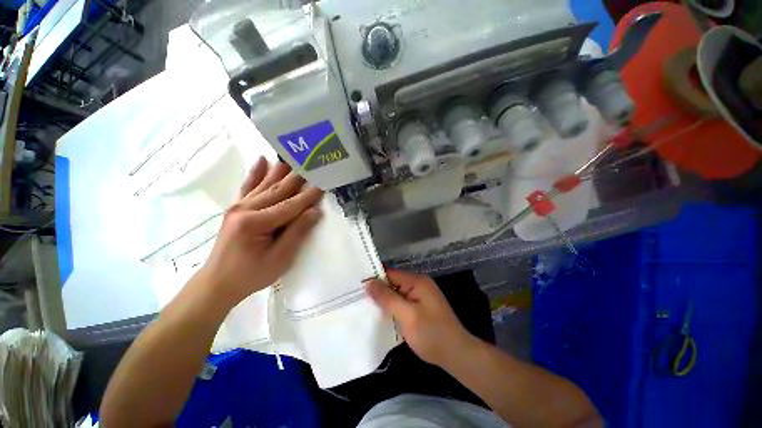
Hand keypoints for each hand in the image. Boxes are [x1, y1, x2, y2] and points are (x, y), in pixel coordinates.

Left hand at [200, 157, 322, 306]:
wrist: (217, 283)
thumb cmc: (250, 275)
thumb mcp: (279, 259)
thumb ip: (296, 233)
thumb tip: (314, 212)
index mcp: (255, 223)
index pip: (290, 206)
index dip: (309, 196)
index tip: (323, 183)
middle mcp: (245, 209)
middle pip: (278, 190)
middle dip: (298, 178)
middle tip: (312, 163)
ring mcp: (239, 207)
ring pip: (266, 184)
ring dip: (281, 171)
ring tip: (294, 157)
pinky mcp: (236, 208)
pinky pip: (248, 187)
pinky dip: (256, 173)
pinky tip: (261, 159)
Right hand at [364, 270, 476, 367]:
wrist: (456, 355)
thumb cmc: (432, 334)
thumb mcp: (407, 315)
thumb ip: (387, 298)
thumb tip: (368, 282)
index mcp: (417, 281)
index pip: (390, 274)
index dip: (375, 279)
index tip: (356, 287)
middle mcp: (419, 284)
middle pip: (393, 283)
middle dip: (378, 291)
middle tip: (357, 299)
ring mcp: (420, 296)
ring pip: (396, 293)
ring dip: (384, 301)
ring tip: (364, 307)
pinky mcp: (420, 307)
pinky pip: (402, 302)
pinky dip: (392, 308)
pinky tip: (381, 315)